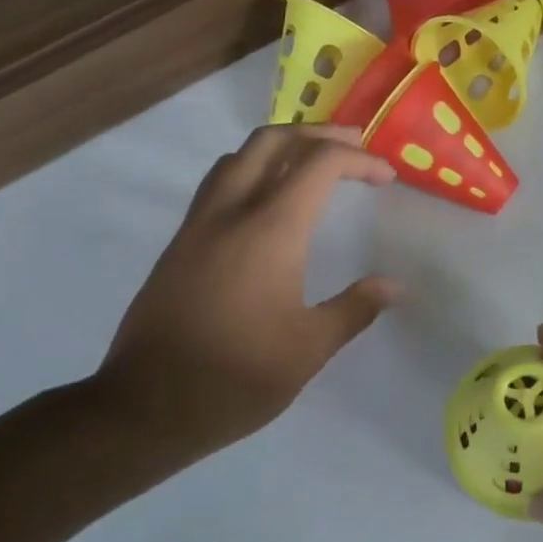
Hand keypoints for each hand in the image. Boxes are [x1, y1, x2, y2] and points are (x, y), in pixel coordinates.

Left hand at [94, 125, 398, 460]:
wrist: (147, 406)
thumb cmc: (239, 377)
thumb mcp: (310, 347)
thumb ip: (355, 308)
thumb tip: (395, 286)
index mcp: (270, 231)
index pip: (319, 166)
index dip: (359, 161)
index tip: (386, 177)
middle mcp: (230, 214)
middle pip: (271, 142)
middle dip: (316, 135)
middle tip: (352, 147)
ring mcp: (197, 227)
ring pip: (236, 158)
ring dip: (278, 148)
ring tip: (311, 165)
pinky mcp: (178, 247)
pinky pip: (217, 186)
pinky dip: (251, 173)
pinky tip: (268, 205)